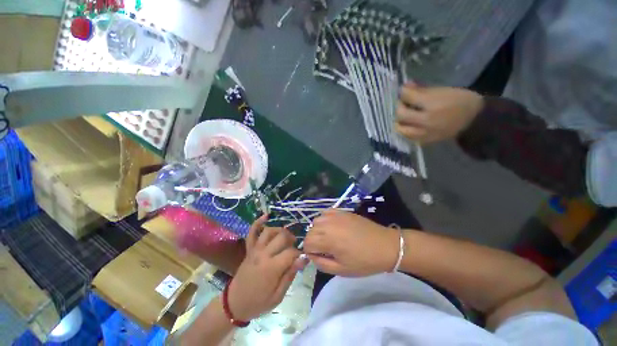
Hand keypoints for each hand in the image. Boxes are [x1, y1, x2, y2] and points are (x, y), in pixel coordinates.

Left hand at [228, 215, 307, 320]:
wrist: (235, 304)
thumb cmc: (258, 302)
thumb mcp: (278, 296)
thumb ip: (290, 275)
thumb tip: (303, 259)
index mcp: (272, 267)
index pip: (291, 252)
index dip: (299, 254)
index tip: (302, 259)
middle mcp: (263, 254)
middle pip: (282, 237)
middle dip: (291, 239)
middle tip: (294, 246)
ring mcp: (254, 249)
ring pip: (269, 231)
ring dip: (280, 230)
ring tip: (285, 236)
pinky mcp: (249, 249)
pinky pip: (252, 232)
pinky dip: (258, 223)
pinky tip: (266, 216)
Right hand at [303, 210, 399, 275]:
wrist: (385, 246)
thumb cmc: (364, 261)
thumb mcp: (342, 270)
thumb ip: (322, 264)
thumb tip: (312, 256)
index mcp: (327, 239)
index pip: (307, 243)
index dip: (310, 252)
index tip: (319, 257)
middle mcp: (328, 224)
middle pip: (310, 231)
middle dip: (313, 241)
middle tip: (325, 250)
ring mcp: (335, 215)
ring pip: (316, 221)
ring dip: (318, 230)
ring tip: (329, 238)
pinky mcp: (342, 211)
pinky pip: (326, 212)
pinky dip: (325, 220)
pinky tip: (333, 226)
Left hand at [395, 84, 483, 142]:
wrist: (474, 120)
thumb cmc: (460, 100)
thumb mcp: (442, 90)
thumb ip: (421, 89)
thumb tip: (405, 86)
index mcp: (432, 104)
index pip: (408, 97)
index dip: (403, 92)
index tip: (404, 90)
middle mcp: (426, 121)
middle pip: (401, 114)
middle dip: (400, 106)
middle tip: (404, 103)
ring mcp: (424, 133)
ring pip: (401, 128)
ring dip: (400, 121)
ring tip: (406, 115)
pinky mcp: (425, 141)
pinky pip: (408, 137)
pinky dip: (406, 130)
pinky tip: (411, 125)